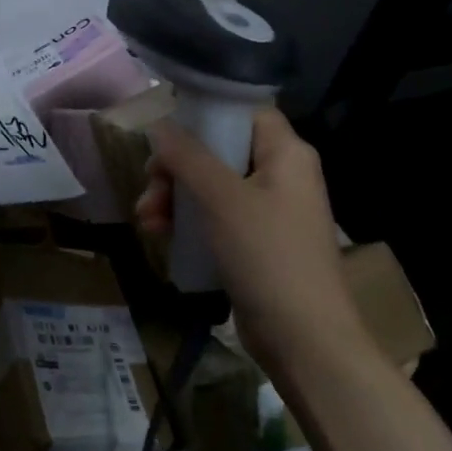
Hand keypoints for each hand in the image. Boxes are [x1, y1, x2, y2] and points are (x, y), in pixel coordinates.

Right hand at [136, 108, 363, 375]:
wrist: (304, 338)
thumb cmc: (267, 255)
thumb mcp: (222, 199)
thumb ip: (188, 157)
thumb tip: (159, 125)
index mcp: (286, 154)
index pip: (244, 112)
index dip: (204, 116)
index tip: (165, 135)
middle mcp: (282, 175)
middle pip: (220, 151)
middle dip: (177, 168)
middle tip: (150, 188)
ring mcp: (271, 211)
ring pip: (213, 186)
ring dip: (176, 198)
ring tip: (147, 221)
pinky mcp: (258, 243)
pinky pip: (218, 217)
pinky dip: (190, 221)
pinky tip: (161, 236)